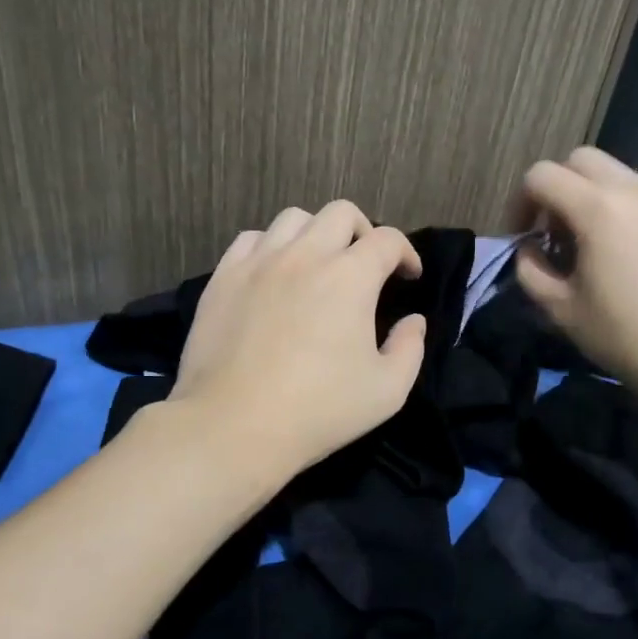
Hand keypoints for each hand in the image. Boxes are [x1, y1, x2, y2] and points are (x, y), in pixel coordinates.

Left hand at [169, 200, 426, 480]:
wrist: (233, 425)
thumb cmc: (317, 411)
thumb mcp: (387, 391)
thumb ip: (410, 348)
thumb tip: (413, 321)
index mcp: (350, 277)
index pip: (387, 240)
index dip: (406, 253)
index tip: (408, 276)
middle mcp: (305, 256)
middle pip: (341, 213)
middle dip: (363, 231)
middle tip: (365, 265)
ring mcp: (259, 262)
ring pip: (293, 218)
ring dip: (315, 233)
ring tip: (317, 264)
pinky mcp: (224, 277)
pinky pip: (251, 239)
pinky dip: (271, 246)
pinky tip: (273, 273)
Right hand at [511, 147, 637, 425]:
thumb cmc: (626, 338)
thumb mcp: (561, 310)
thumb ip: (530, 270)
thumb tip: (530, 249)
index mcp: (598, 210)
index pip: (541, 175)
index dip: (519, 202)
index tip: (523, 238)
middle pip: (584, 160)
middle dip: (559, 187)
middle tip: (558, 232)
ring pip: (625, 180)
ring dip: (600, 201)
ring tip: (602, 249)